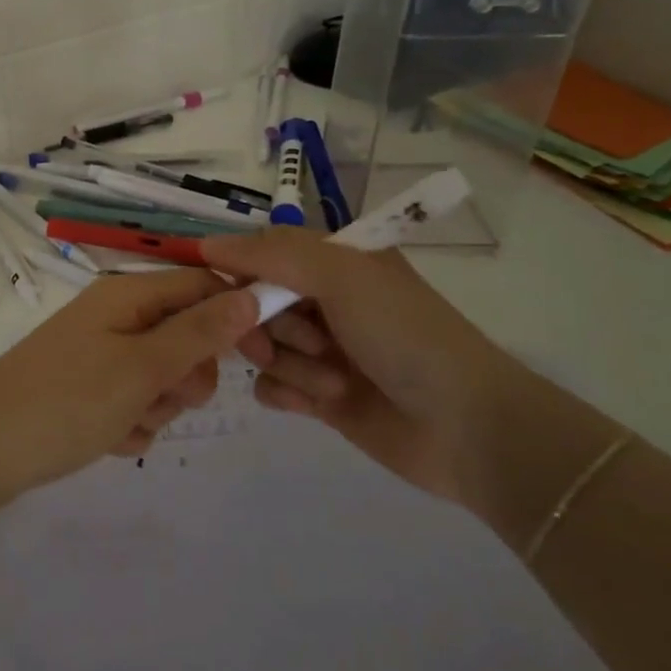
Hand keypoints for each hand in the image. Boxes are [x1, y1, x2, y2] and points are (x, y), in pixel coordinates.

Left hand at [0, 269, 267, 510]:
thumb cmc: (67, 401)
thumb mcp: (143, 367)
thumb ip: (200, 332)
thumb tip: (254, 293)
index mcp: (128, 293)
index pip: (203, 285)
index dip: (236, 316)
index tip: (261, 358)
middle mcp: (116, 315)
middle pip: (186, 334)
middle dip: (188, 374)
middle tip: (165, 396)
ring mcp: (100, 353)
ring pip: (163, 375)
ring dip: (158, 405)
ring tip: (126, 423)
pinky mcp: (88, 389)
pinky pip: (134, 401)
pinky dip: (131, 423)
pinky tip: (108, 440)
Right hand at [199, 228, 547, 507]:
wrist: (465, 426)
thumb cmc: (404, 334)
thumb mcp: (342, 276)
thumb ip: (271, 254)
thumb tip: (206, 244)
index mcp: (334, 262)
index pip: (262, 252)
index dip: (238, 270)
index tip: (223, 292)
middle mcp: (324, 300)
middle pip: (253, 302)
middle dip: (266, 324)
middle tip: (305, 341)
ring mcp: (321, 350)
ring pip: (261, 346)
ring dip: (290, 364)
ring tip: (333, 380)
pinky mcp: (318, 396)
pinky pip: (270, 386)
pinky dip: (288, 393)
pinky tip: (318, 403)